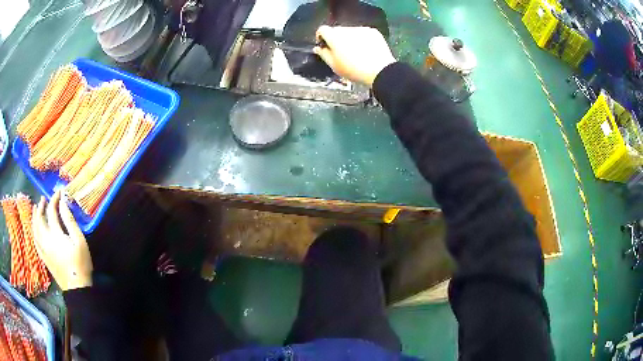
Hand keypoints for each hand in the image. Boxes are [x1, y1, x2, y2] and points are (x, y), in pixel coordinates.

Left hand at [32, 191, 92, 290]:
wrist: (76, 288)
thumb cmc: (80, 263)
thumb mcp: (79, 241)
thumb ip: (70, 221)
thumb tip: (63, 203)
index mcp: (55, 234)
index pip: (51, 211)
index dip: (54, 199)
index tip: (59, 192)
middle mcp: (46, 239)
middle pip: (39, 219)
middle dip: (41, 207)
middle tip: (43, 199)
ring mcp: (43, 249)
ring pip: (35, 229)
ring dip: (35, 217)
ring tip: (36, 210)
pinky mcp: (43, 257)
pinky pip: (35, 241)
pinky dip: (34, 232)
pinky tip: (35, 229)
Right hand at [314, 26, 396, 86]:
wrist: (380, 71)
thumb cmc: (355, 70)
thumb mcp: (334, 65)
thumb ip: (323, 54)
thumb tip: (318, 48)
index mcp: (334, 37)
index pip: (322, 29)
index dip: (321, 36)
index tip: (323, 44)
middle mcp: (347, 29)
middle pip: (337, 30)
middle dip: (336, 39)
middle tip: (340, 53)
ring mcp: (360, 29)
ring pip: (350, 32)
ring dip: (349, 39)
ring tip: (355, 53)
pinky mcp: (372, 31)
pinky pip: (363, 33)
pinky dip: (362, 39)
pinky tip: (365, 51)